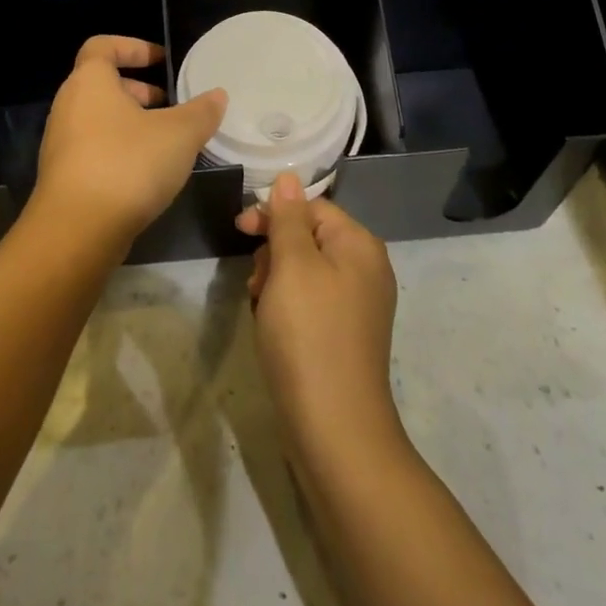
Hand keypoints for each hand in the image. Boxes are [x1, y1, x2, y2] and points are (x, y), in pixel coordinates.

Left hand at [28, 36, 226, 255]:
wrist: (77, 231)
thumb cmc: (128, 164)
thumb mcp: (179, 134)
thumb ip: (201, 111)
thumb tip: (217, 95)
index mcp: (90, 82)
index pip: (102, 46)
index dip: (133, 47)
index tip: (162, 60)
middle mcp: (68, 106)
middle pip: (102, 84)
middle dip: (139, 90)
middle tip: (171, 104)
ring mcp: (62, 143)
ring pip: (100, 119)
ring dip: (132, 122)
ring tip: (168, 141)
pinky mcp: (64, 176)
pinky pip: (95, 148)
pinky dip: (121, 149)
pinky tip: (149, 173)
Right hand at [237, 172, 403, 458]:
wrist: (334, 428)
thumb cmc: (308, 334)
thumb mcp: (292, 266)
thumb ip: (288, 218)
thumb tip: (289, 177)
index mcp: (359, 245)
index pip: (311, 206)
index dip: (273, 215)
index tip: (239, 231)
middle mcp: (366, 269)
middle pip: (308, 237)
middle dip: (273, 252)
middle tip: (255, 284)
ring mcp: (359, 305)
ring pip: (304, 271)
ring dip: (275, 281)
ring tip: (261, 309)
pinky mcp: (346, 334)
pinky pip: (311, 302)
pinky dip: (287, 307)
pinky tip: (273, 329)